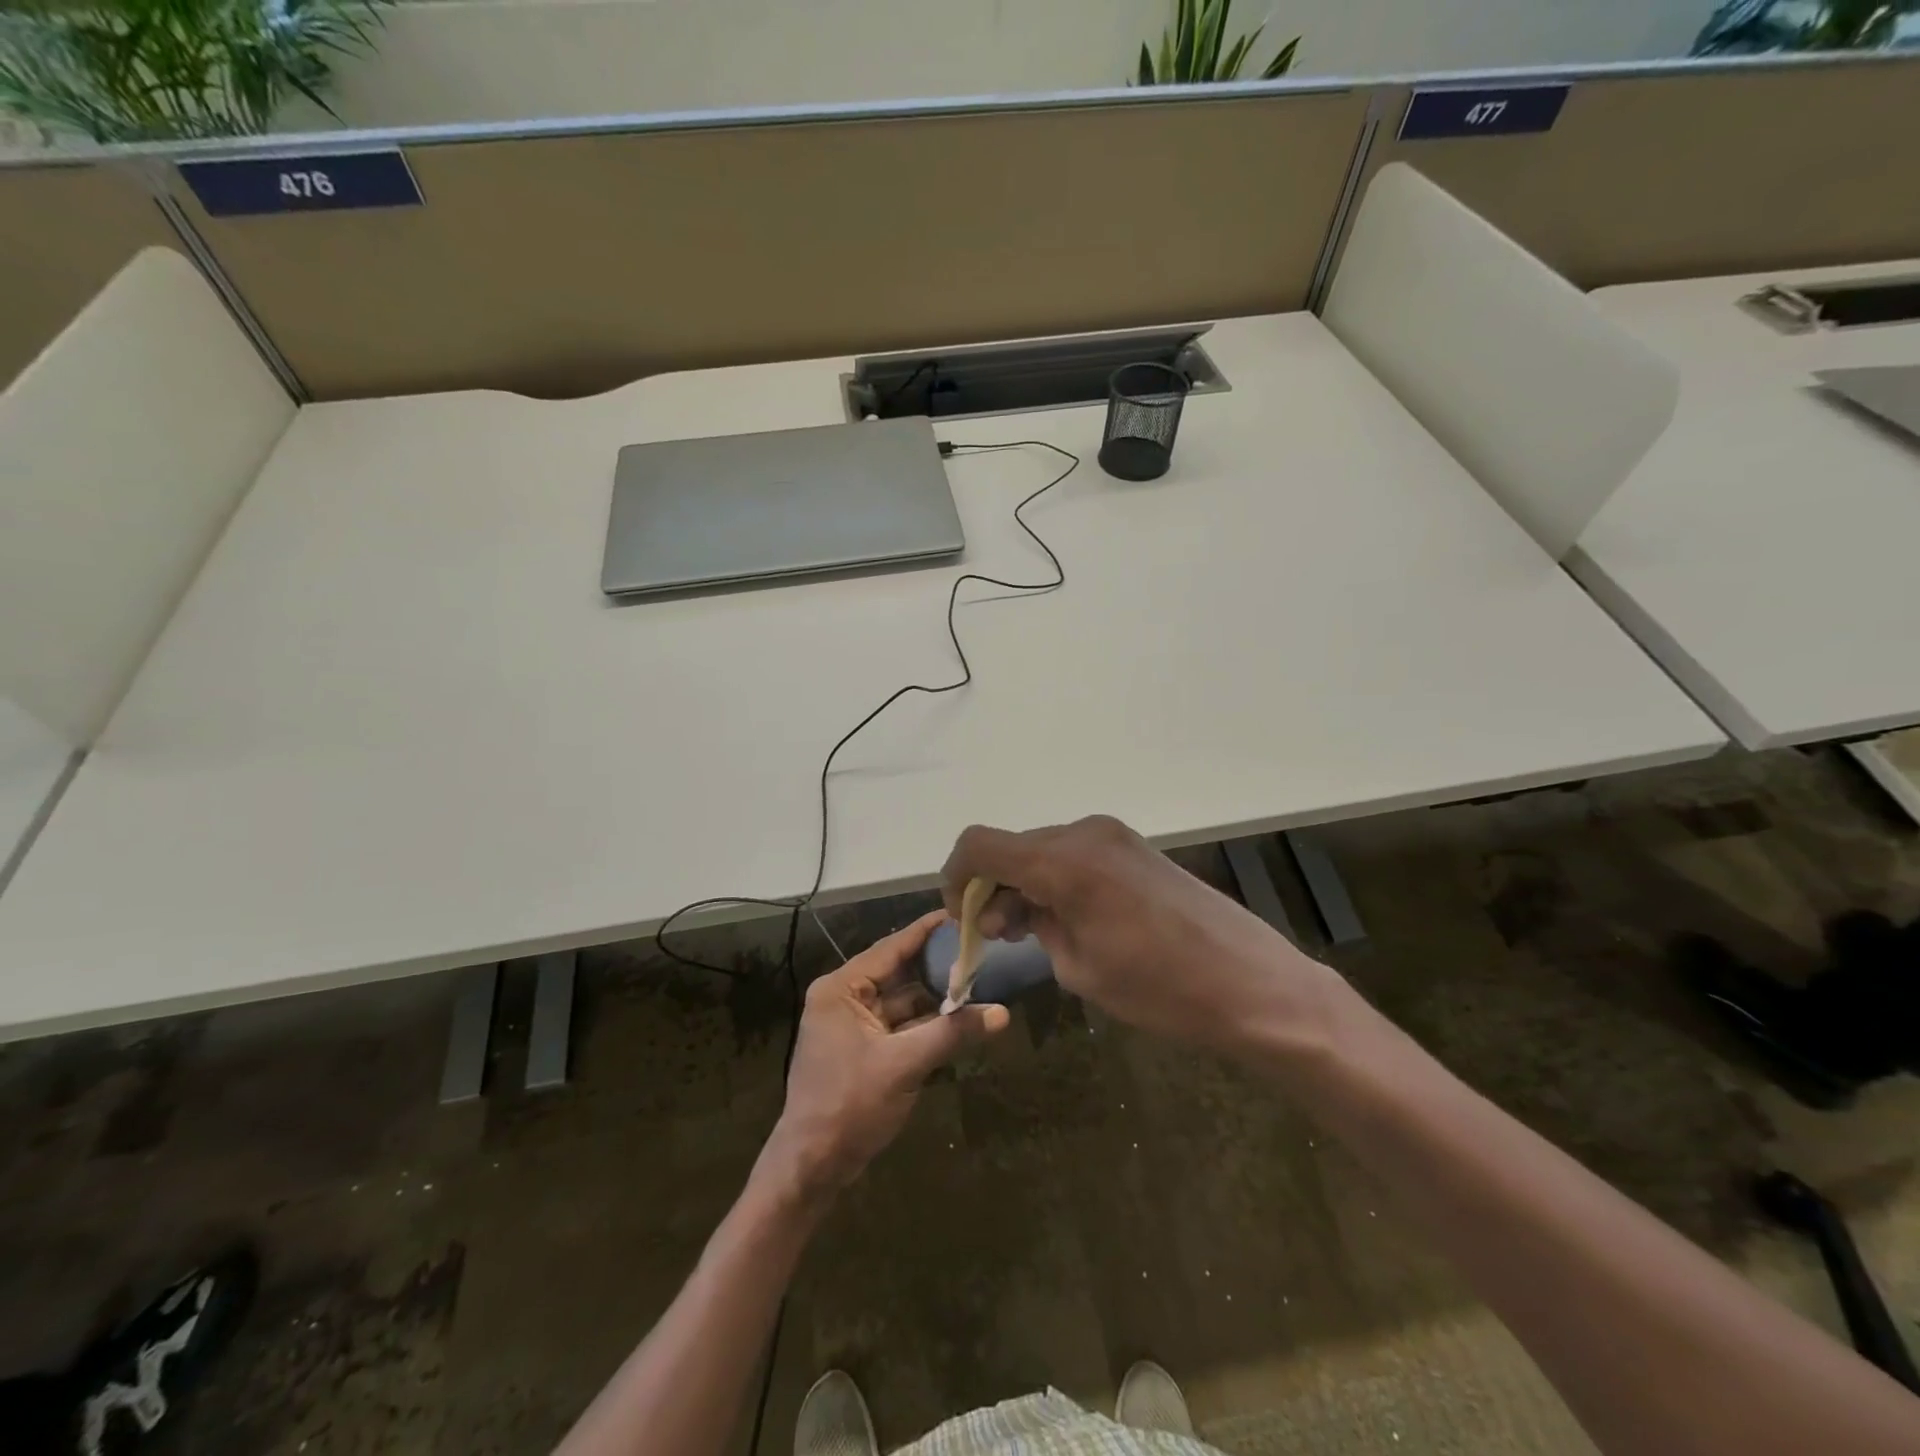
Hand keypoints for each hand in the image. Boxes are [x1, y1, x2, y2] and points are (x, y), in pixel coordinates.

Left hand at [761, 910, 1009, 1198]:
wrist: (812, 1167)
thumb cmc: (849, 1105)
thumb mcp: (904, 1065)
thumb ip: (952, 1033)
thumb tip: (1003, 1013)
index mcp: (841, 989)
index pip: (891, 947)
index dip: (926, 931)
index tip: (960, 912)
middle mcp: (845, 998)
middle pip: (899, 972)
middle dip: (938, 965)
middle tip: (980, 947)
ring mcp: (854, 1025)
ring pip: (904, 999)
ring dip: (937, 995)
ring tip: (979, 978)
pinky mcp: (865, 1049)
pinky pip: (902, 1024)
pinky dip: (928, 1021)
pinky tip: (961, 1016)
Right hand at [942, 816, 1349, 1058]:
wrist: (1253, 985)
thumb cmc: (1161, 990)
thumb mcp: (1079, 968)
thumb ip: (1035, 927)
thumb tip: (1016, 910)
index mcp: (1063, 861)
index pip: (979, 845)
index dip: (956, 877)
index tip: (962, 917)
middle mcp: (1084, 833)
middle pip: (1011, 846)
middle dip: (992, 886)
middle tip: (999, 936)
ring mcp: (1114, 836)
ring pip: (1042, 849)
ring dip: (1024, 882)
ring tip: (1034, 931)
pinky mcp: (1134, 847)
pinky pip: (1074, 853)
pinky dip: (1056, 878)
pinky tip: (1068, 917)